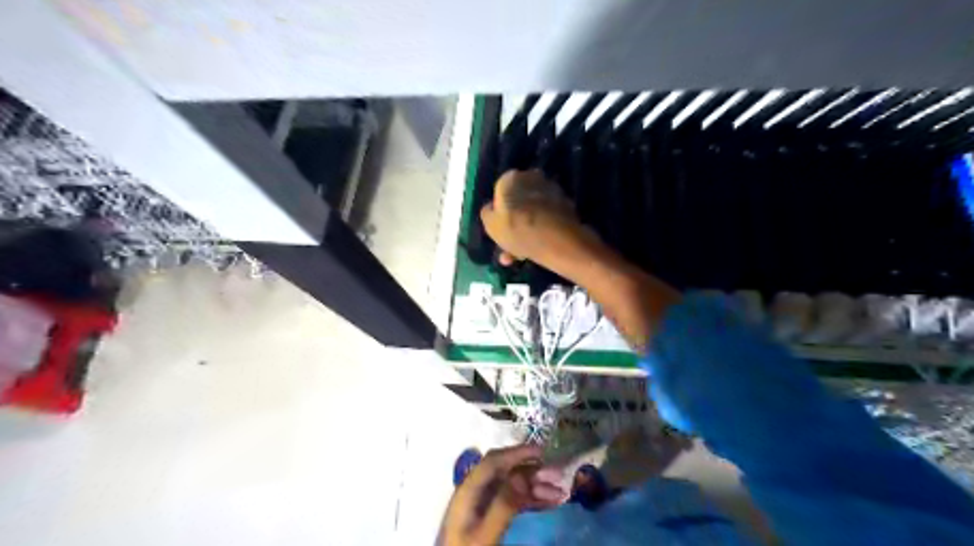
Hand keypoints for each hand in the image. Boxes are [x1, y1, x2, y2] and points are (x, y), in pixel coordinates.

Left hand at [441, 445, 567, 543]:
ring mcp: (484, 504)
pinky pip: (514, 502)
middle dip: (533, 471)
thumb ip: (503, 504)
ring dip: (537, 488)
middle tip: (558, 475)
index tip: (542, 451)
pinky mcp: (491, 516)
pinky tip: (551, 503)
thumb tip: (522, 476)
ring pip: (514, 487)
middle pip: (506, 472)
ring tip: (561, 493)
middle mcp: (477, 491)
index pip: (494, 462)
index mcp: (469, 489)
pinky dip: (532, 500)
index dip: (517, 452)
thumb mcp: (486, 533)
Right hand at [479, 167, 589, 267]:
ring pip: (533, 212)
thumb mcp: (490, 224)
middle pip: (518, 202)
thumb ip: (487, 213)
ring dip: (528, 229)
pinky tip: (537, 249)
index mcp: (510, 178)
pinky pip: (547, 218)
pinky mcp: (567, 204)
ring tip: (523, 254)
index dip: (499, 212)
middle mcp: (532, 177)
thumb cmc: (517, 229)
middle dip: (515, 222)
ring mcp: (551, 190)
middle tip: (512, 244)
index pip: (499, 192)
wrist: (556, 240)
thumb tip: (491, 208)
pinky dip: (542, 230)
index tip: (501, 229)